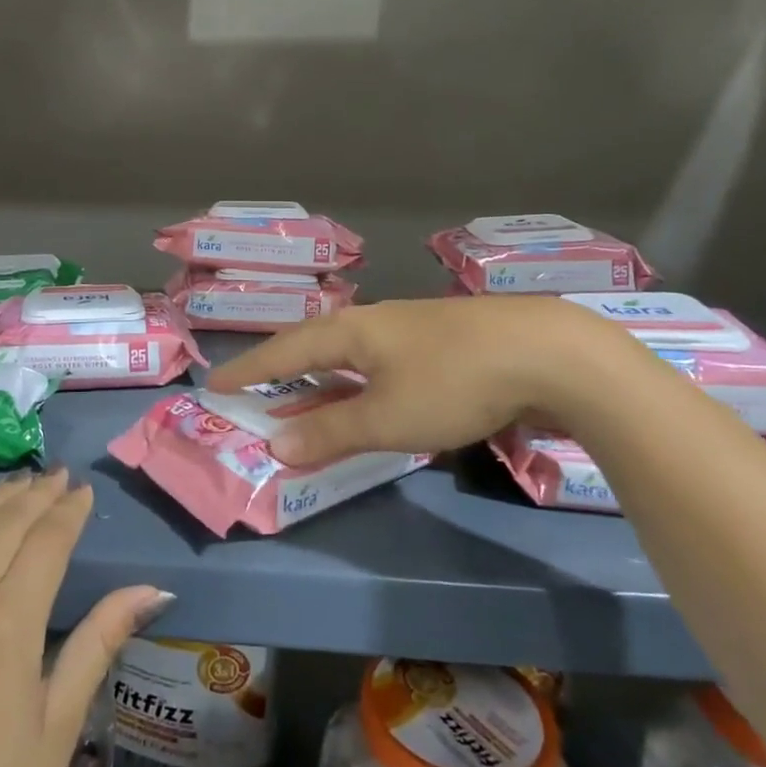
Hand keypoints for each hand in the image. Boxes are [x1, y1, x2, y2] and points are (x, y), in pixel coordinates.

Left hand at [0, 471, 169, 766]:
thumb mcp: (58, 728)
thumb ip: (99, 642)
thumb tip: (152, 588)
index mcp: (7, 627)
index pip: (46, 542)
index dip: (68, 511)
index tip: (83, 491)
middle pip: (2, 524)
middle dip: (36, 495)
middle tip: (58, 477)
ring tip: (17, 486)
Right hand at [204, 296, 630, 466]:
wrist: (549, 353)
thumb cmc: (454, 382)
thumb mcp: (386, 416)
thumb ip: (331, 432)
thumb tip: (277, 444)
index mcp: (351, 331)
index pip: (284, 350)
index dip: (249, 369)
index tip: (216, 383)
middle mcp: (375, 321)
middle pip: (314, 345)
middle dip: (282, 370)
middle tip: (255, 390)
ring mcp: (412, 329)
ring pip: (351, 354)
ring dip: (322, 380)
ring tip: (304, 398)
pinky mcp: (444, 342)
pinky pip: (380, 362)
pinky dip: (358, 383)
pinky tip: (370, 394)